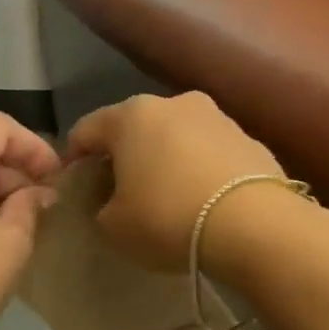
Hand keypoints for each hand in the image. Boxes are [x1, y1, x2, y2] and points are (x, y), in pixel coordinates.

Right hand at [66, 92, 284, 272]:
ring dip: (162, 159)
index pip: (85, 130)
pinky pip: (207, 151)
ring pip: (173, 136)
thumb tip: (110, 203)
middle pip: (133, 128)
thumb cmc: (167, 218)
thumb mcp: (114, 226)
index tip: (73, 184)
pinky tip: (198, 199)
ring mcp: (216, 116)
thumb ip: (101, 209)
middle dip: (121, 155)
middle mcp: (172, 103)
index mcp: (130, 116)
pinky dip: (196, 168)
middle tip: (117, 189)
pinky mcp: (249, 137)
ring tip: (162, 194)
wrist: (255, 225)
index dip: (73, 158)